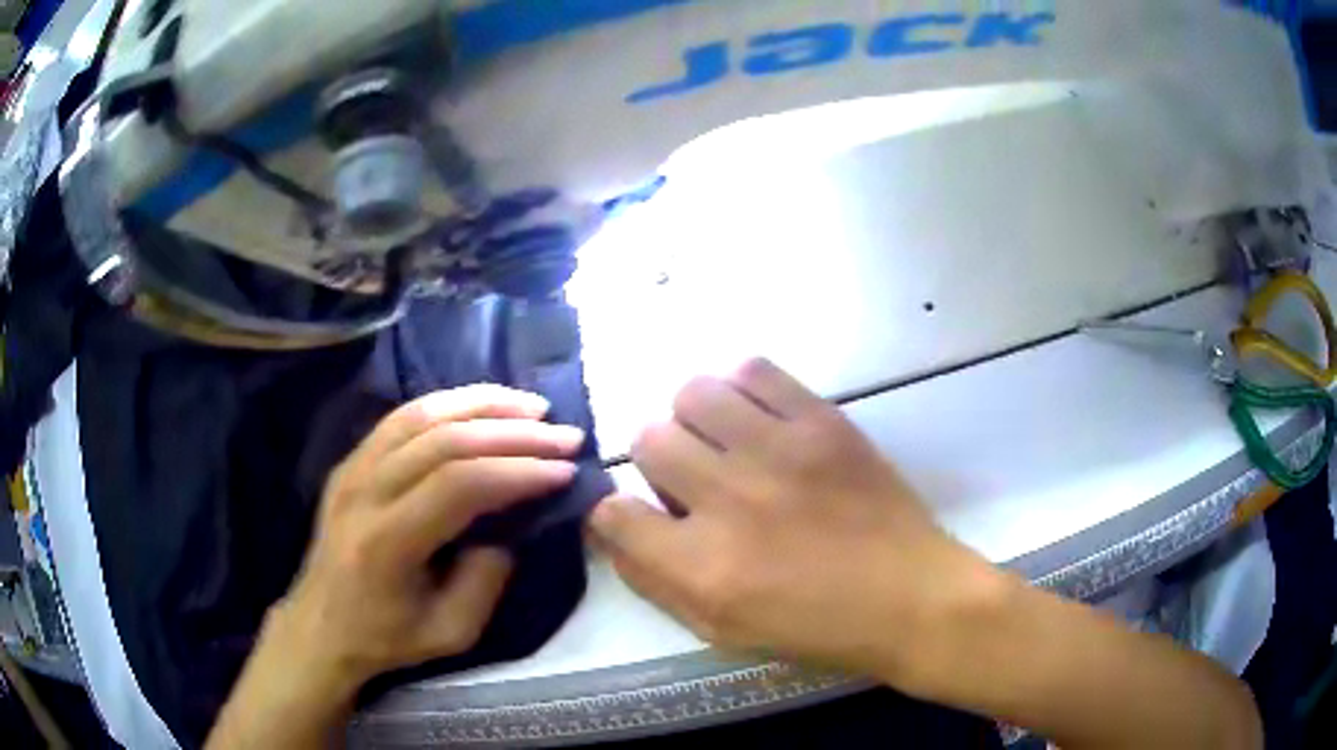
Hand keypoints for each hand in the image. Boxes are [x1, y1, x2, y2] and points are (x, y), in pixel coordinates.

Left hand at [274, 385, 583, 690]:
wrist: (321, 626)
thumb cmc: (387, 638)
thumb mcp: (452, 631)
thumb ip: (487, 578)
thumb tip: (510, 526)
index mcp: (387, 542)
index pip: (459, 484)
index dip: (517, 471)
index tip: (565, 471)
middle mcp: (365, 492)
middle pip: (444, 441)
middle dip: (513, 432)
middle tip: (564, 434)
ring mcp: (352, 468)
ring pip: (421, 414)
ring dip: (483, 404)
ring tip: (532, 407)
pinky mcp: (351, 460)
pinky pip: (402, 417)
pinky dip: (449, 403)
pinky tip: (482, 406)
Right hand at [589, 359, 999, 692]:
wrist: (910, 596)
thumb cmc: (816, 627)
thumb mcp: (720, 630)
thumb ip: (653, 580)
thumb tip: (611, 527)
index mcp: (703, 566)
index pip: (613, 512)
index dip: (615, 512)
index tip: (638, 516)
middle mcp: (730, 500)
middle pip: (647, 439)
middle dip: (657, 462)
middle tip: (693, 481)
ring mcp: (779, 451)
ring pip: (692, 393)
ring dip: (695, 420)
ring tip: (725, 443)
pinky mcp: (822, 420)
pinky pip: (753, 370)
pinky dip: (741, 389)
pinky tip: (758, 418)